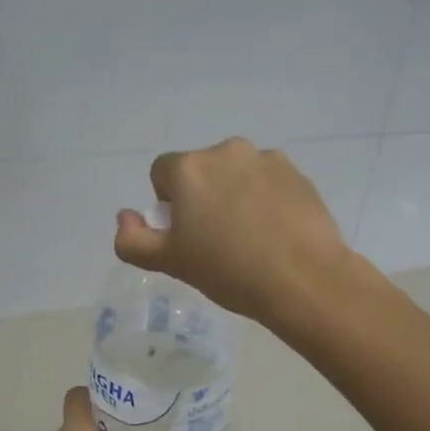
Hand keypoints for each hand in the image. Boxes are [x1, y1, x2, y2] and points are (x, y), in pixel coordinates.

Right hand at [114, 137, 352, 325]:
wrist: (304, 279)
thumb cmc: (229, 271)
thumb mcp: (170, 263)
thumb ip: (133, 240)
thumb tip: (125, 218)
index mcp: (189, 168)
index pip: (162, 173)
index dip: (168, 205)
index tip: (186, 235)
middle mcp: (226, 151)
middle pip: (201, 171)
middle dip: (202, 197)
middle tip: (216, 240)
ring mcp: (266, 159)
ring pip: (236, 174)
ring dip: (234, 194)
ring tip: (250, 237)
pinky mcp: (297, 173)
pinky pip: (268, 181)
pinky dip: (266, 198)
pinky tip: (276, 231)